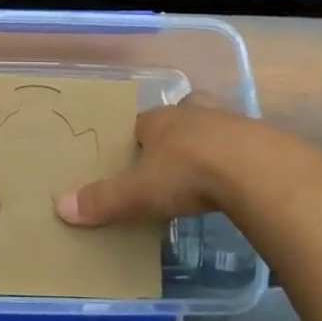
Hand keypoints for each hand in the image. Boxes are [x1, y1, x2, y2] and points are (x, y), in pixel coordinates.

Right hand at [55, 94, 261, 226]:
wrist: (255, 169)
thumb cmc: (188, 173)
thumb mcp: (140, 192)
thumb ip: (104, 200)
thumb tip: (60, 207)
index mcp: (160, 120)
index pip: (141, 124)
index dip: (136, 140)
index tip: (133, 158)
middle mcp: (193, 113)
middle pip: (181, 114)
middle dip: (177, 129)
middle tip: (173, 154)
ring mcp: (230, 122)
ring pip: (213, 124)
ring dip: (209, 140)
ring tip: (206, 167)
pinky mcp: (260, 140)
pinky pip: (243, 144)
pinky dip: (237, 157)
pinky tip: (238, 179)